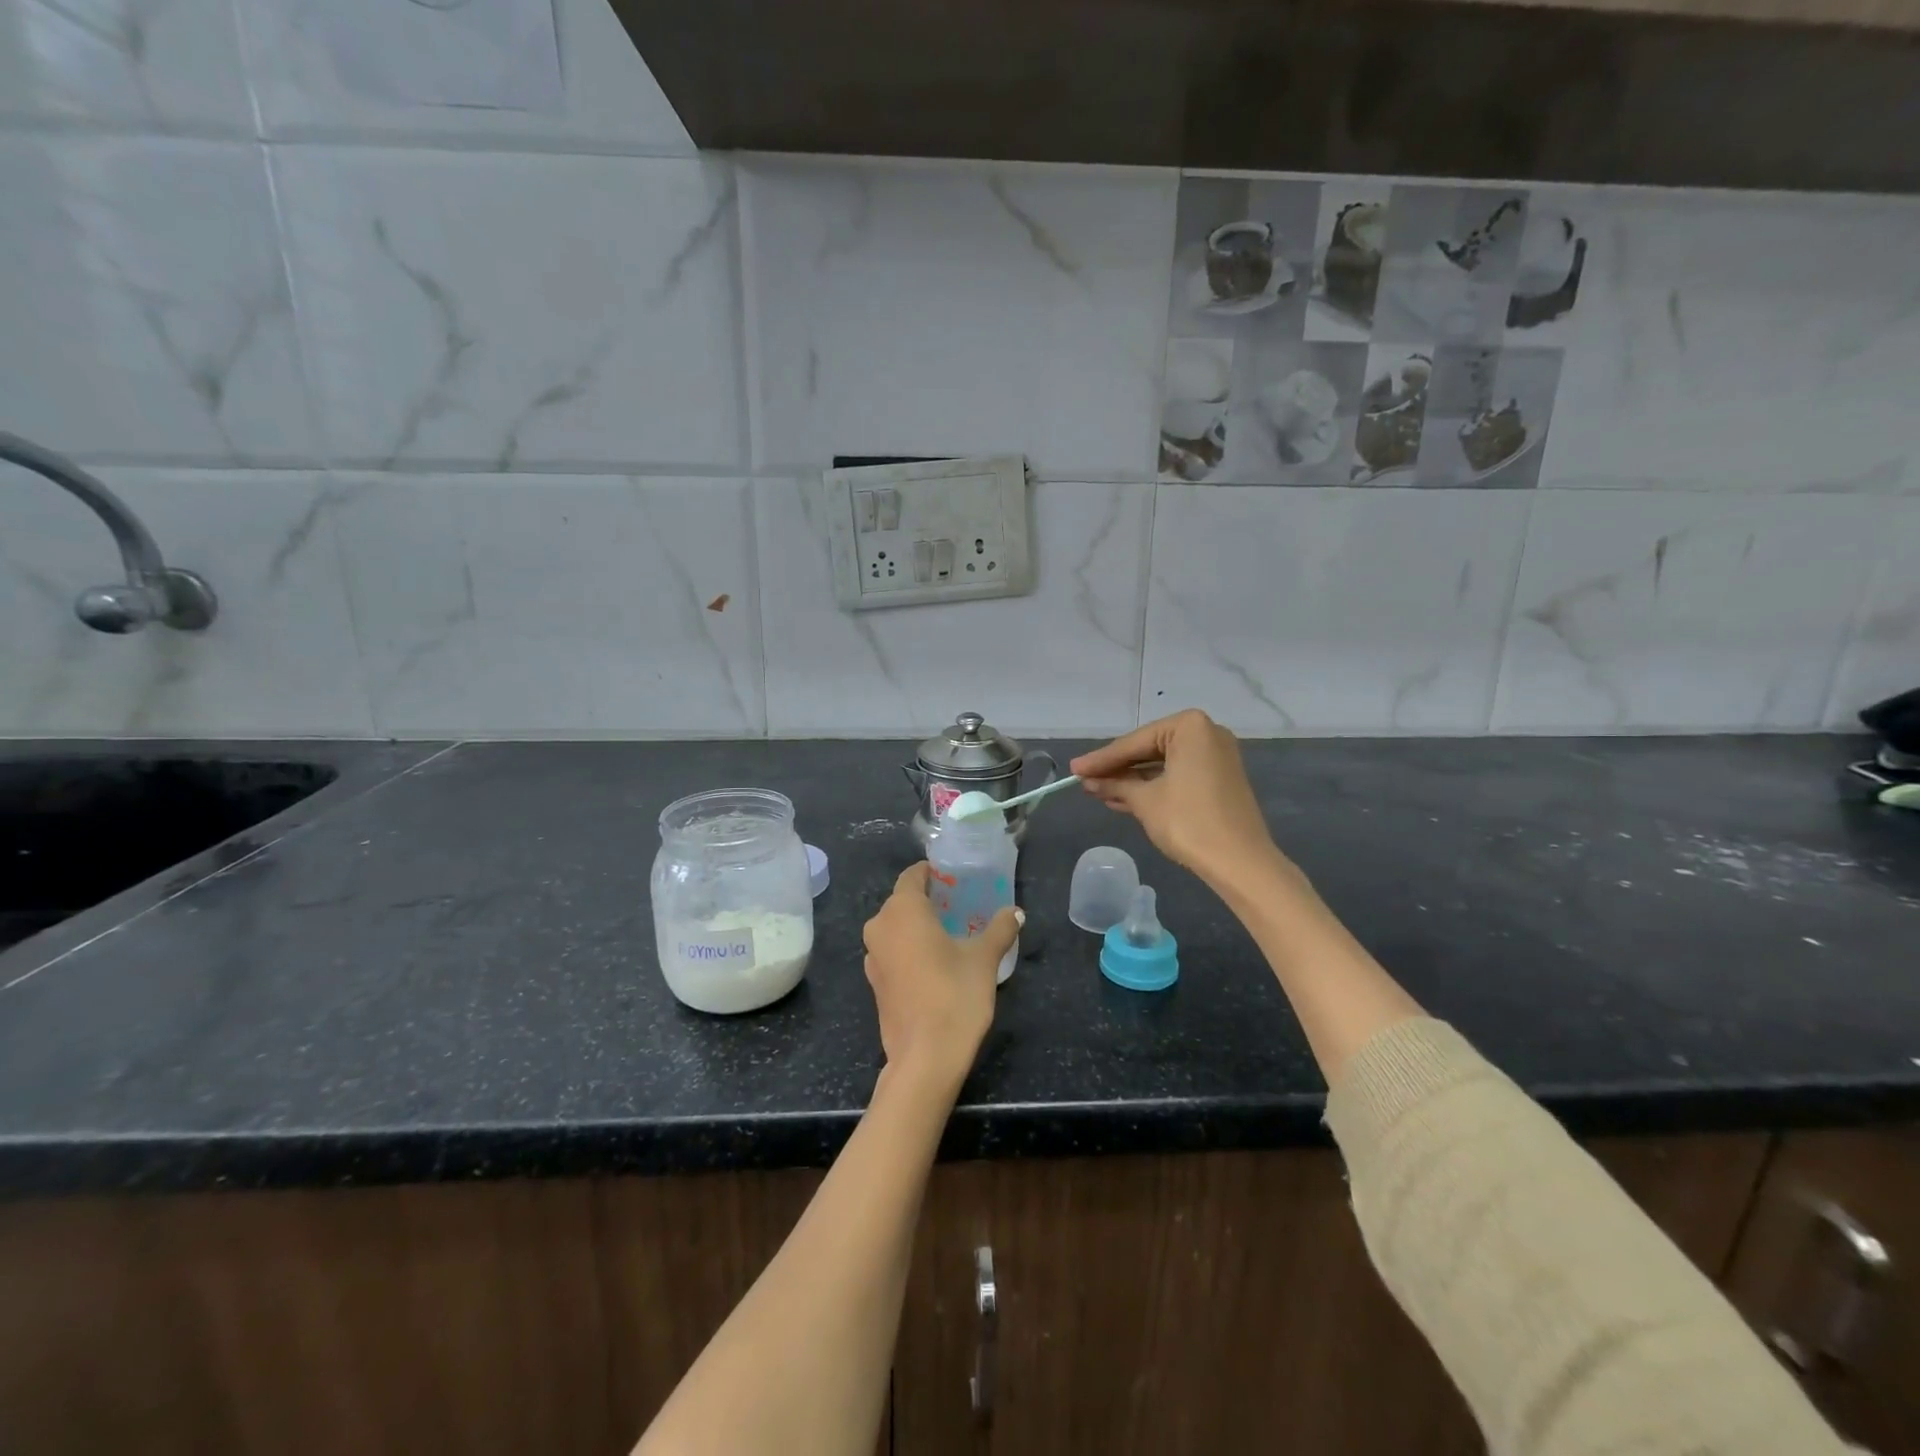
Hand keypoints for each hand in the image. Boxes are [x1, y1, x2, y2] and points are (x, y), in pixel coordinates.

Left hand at [862, 863, 1021, 1089]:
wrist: (925, 1058)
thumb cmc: (954, 995)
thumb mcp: (984, 959)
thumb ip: (999, 929)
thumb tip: (1015, 912)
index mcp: (902, 910)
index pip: (912, 876)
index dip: (932, 873)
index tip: (953, 878)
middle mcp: (880, 927)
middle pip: (902, 901)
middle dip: (927, 900)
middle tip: (960, 906)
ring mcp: (873, 957)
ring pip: (895, 928)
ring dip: (918, 926)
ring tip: (950, 934)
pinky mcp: (875, 983)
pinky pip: (893, 952)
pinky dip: (910, 949)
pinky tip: (935, 963)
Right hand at [1071, 710, 1282, 887]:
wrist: (1239, 862)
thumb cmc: (1188, 821)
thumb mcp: (1145, 801)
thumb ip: (1115, 784)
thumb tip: (1088, 780)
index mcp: (1190, 727)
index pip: (1134, 742)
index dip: (1101, 759)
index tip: (1073, 769)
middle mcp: (1206, 733)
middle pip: (1149, 750)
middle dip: (1117, 769)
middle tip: (1084, 779)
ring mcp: (1215, 757)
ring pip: (1162, 765)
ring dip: (1132, 780)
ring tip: (1097, 792)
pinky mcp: (1219, 779)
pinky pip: (1177, 776)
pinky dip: (1152, 787)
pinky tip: (1122, 799)